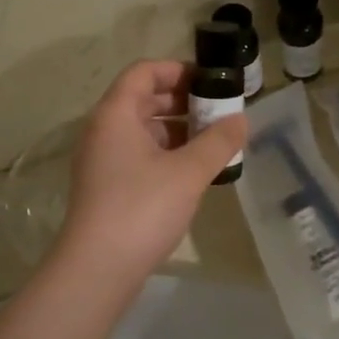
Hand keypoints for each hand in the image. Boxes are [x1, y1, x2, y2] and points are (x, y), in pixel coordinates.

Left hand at [54, 61, 246, 282]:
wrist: (97, 269)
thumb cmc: (142, 208)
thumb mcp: (188, 172)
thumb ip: (218, 142)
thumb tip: (241, 119)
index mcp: (116, 114)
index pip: (144, 72)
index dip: (177, 70)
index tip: (211, 82)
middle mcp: (103, 130)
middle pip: (142, 99)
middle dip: (182, 101)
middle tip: (219, 112)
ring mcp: (101, 160)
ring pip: (142, 130)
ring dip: (176, 130)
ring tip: (213, 142)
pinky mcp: (106, 186)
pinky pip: (138, 154)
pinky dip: (165, 153)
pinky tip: (192, 172)